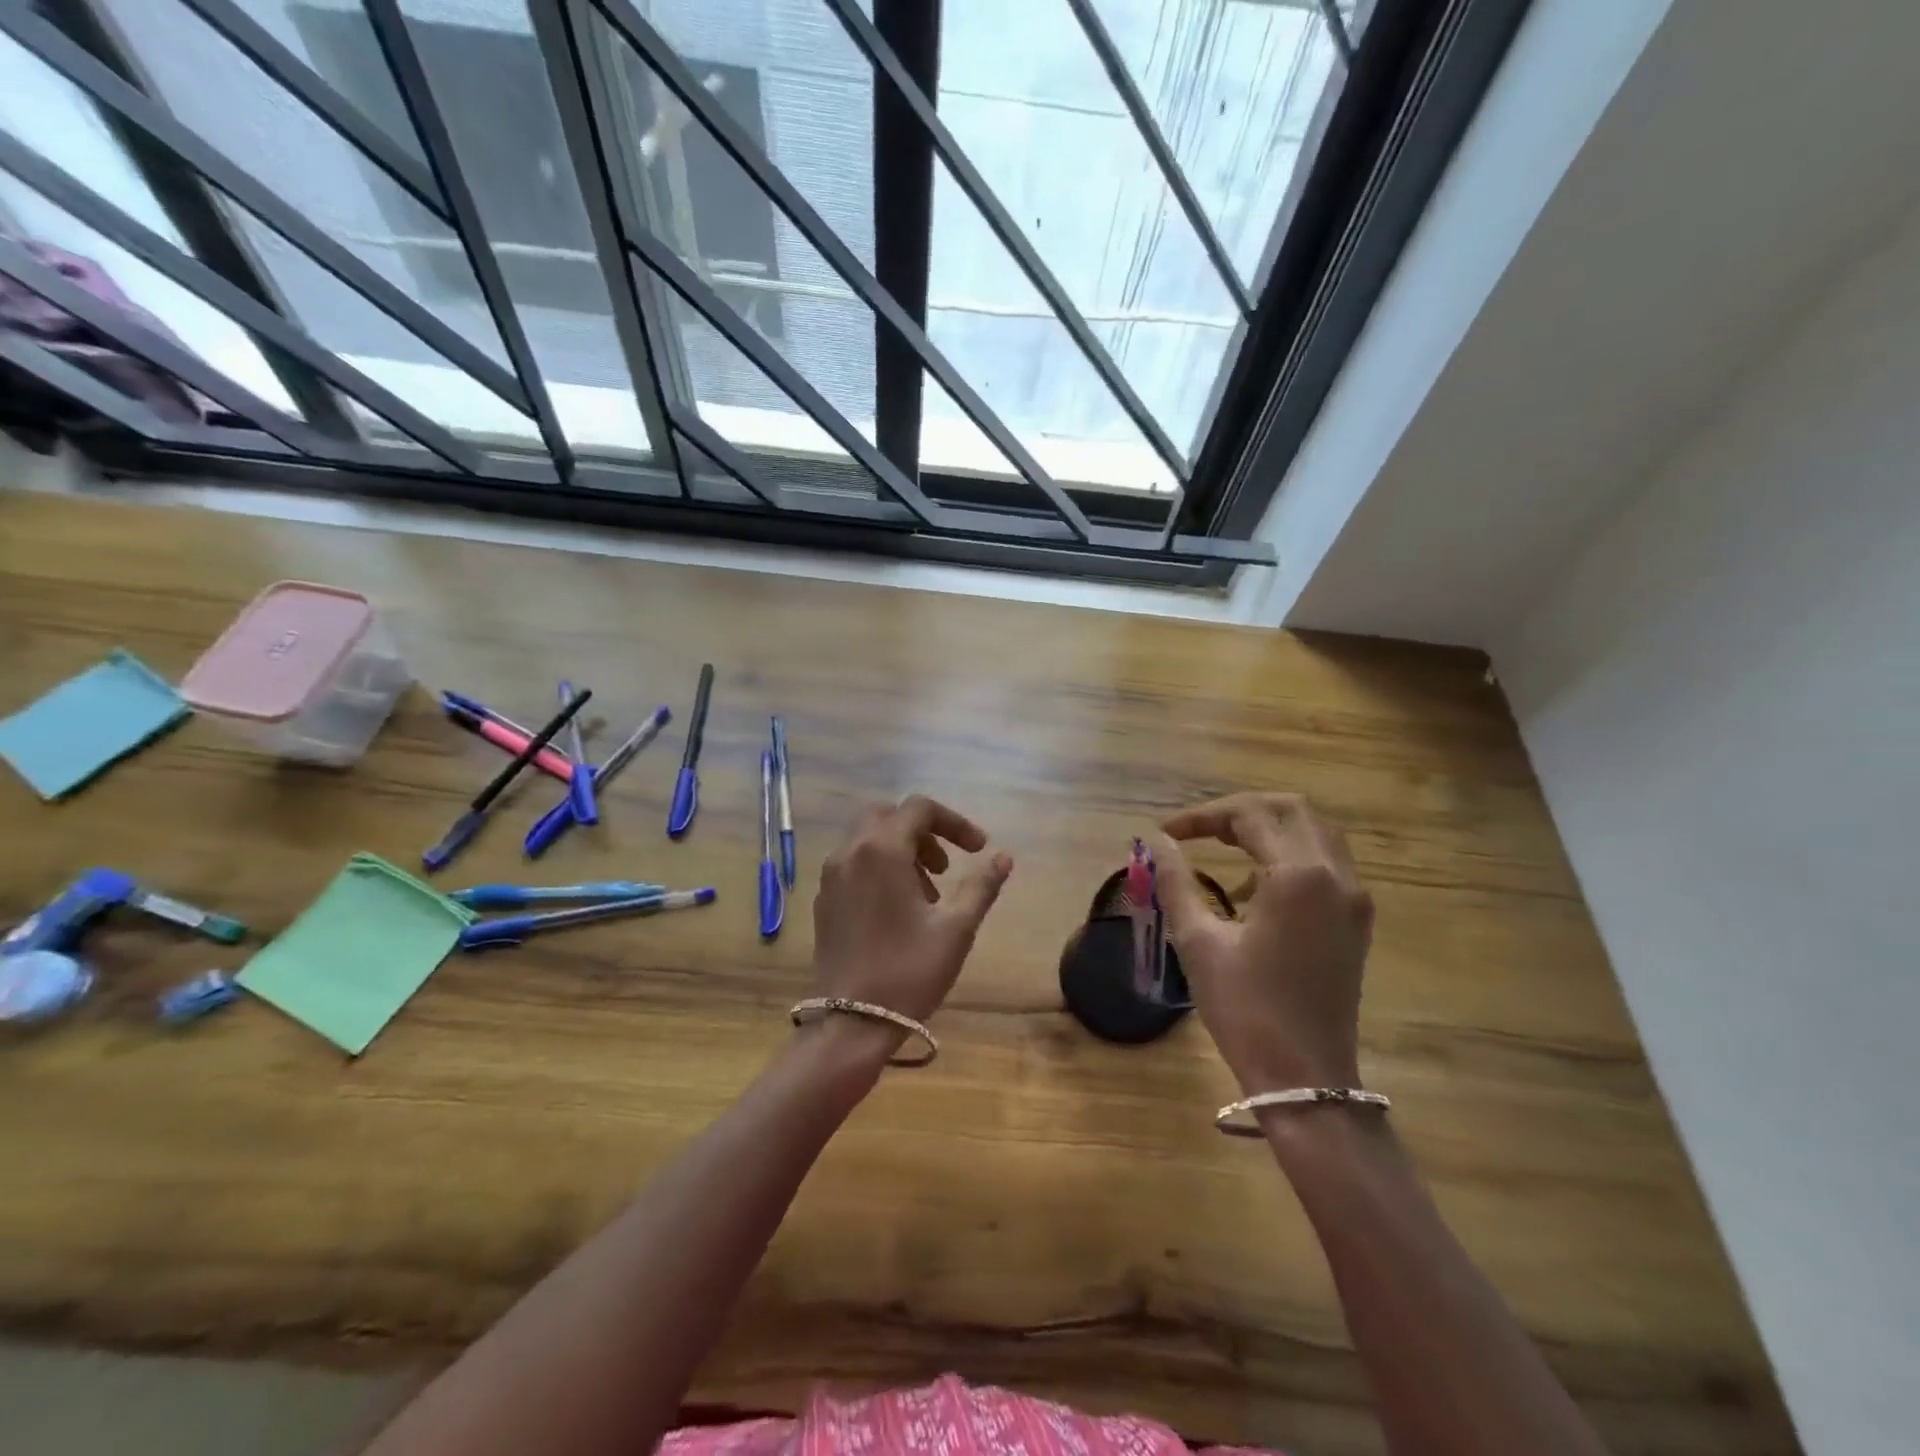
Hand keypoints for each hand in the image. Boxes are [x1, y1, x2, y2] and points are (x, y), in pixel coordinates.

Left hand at [811, 796, 1012, 1037]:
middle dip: (923, 832)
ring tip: (928, 893)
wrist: (853, 1023)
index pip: (919, 808)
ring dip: (902, 850)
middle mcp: (850, 853)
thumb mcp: (956, 928)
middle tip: (947, 866)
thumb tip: (1004, 857)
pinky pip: (853, 863)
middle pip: (888, 816)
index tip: (978, 850)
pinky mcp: (823, 900)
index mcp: (882, 850)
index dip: (954, 822)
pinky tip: (898, 908)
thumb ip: (981, 886)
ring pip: (868, 839)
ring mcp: (831, 876)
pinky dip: (879, 867)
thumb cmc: (909, 971)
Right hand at [1151, 793, 1372, 1092]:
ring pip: (1313, 831)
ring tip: (1220, 848)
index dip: (1202, 816)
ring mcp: (1354, 898)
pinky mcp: (1356, 920)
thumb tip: (1155, 841)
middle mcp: (1337, 875)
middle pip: (1291, 809)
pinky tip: (1251, 886)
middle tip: (1198, 831)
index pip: (1250, 815)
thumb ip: (1175, 881)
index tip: (1165, 833)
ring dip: (1267, 828)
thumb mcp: (1198, 941)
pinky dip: (1288, 854)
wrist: (1306, 1079)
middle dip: (1240, 811)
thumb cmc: (1246, 1010)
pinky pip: (1325, 862)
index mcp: (1299, 876)